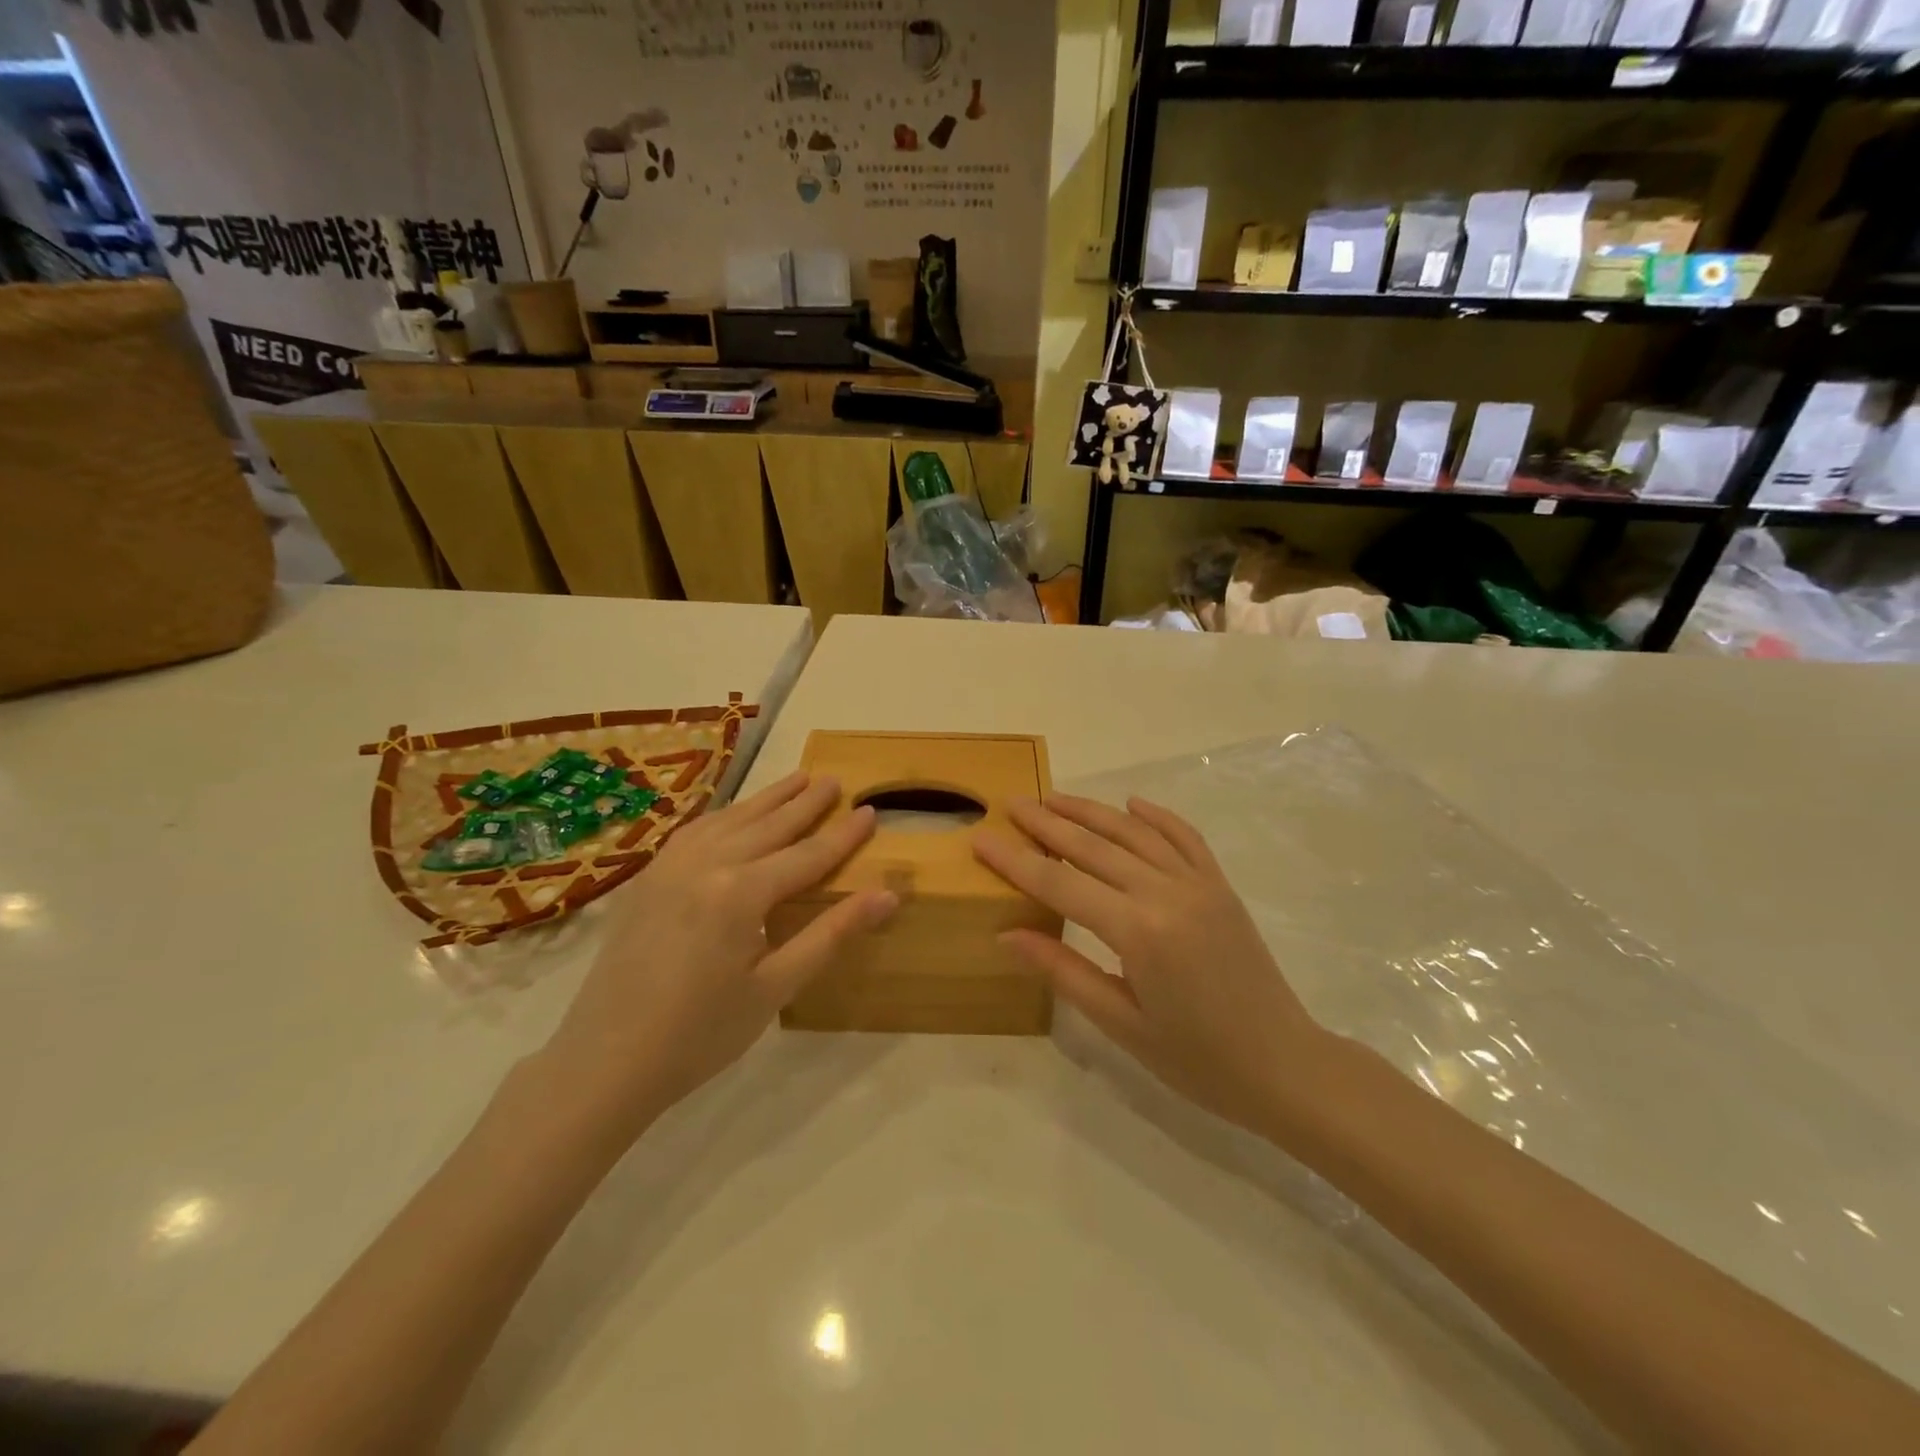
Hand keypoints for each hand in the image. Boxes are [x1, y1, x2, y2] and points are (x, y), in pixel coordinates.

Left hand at [540, 772, 896, 1136]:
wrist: (606, 1062)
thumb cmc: (701, 1034)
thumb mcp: (775, 988)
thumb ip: (831, 934)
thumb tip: (887, 895)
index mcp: (741, 892)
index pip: (807, 855)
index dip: (842, 835)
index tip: (869, 810)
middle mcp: (706, 864)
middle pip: (769, 826)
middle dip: (806, 803)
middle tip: (835, 780)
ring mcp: (670, 866)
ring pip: (731, 819)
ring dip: (768, 799)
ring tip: (797, 778)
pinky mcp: (648, 879)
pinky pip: (695, 831)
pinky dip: (725, 814)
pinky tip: (736, 813)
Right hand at [974, 794, 1326, 1136]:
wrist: (1285, 1066)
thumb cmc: (1197, 1059)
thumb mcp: (1121, 1024)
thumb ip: (1064, 971)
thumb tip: (1008, 935)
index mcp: (1138, 931)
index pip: (1061, 884)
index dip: (1016, 861)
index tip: (981, 838)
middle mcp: (1167, 892)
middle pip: (1093, 847)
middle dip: (1047, 824)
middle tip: (1011, 804)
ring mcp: (1199, 883)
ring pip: (1135, 833)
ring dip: (1091, 811)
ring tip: (1054, 798)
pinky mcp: (1220, 886)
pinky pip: (1185, 838)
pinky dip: (1156, 816)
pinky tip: (1132, 804)